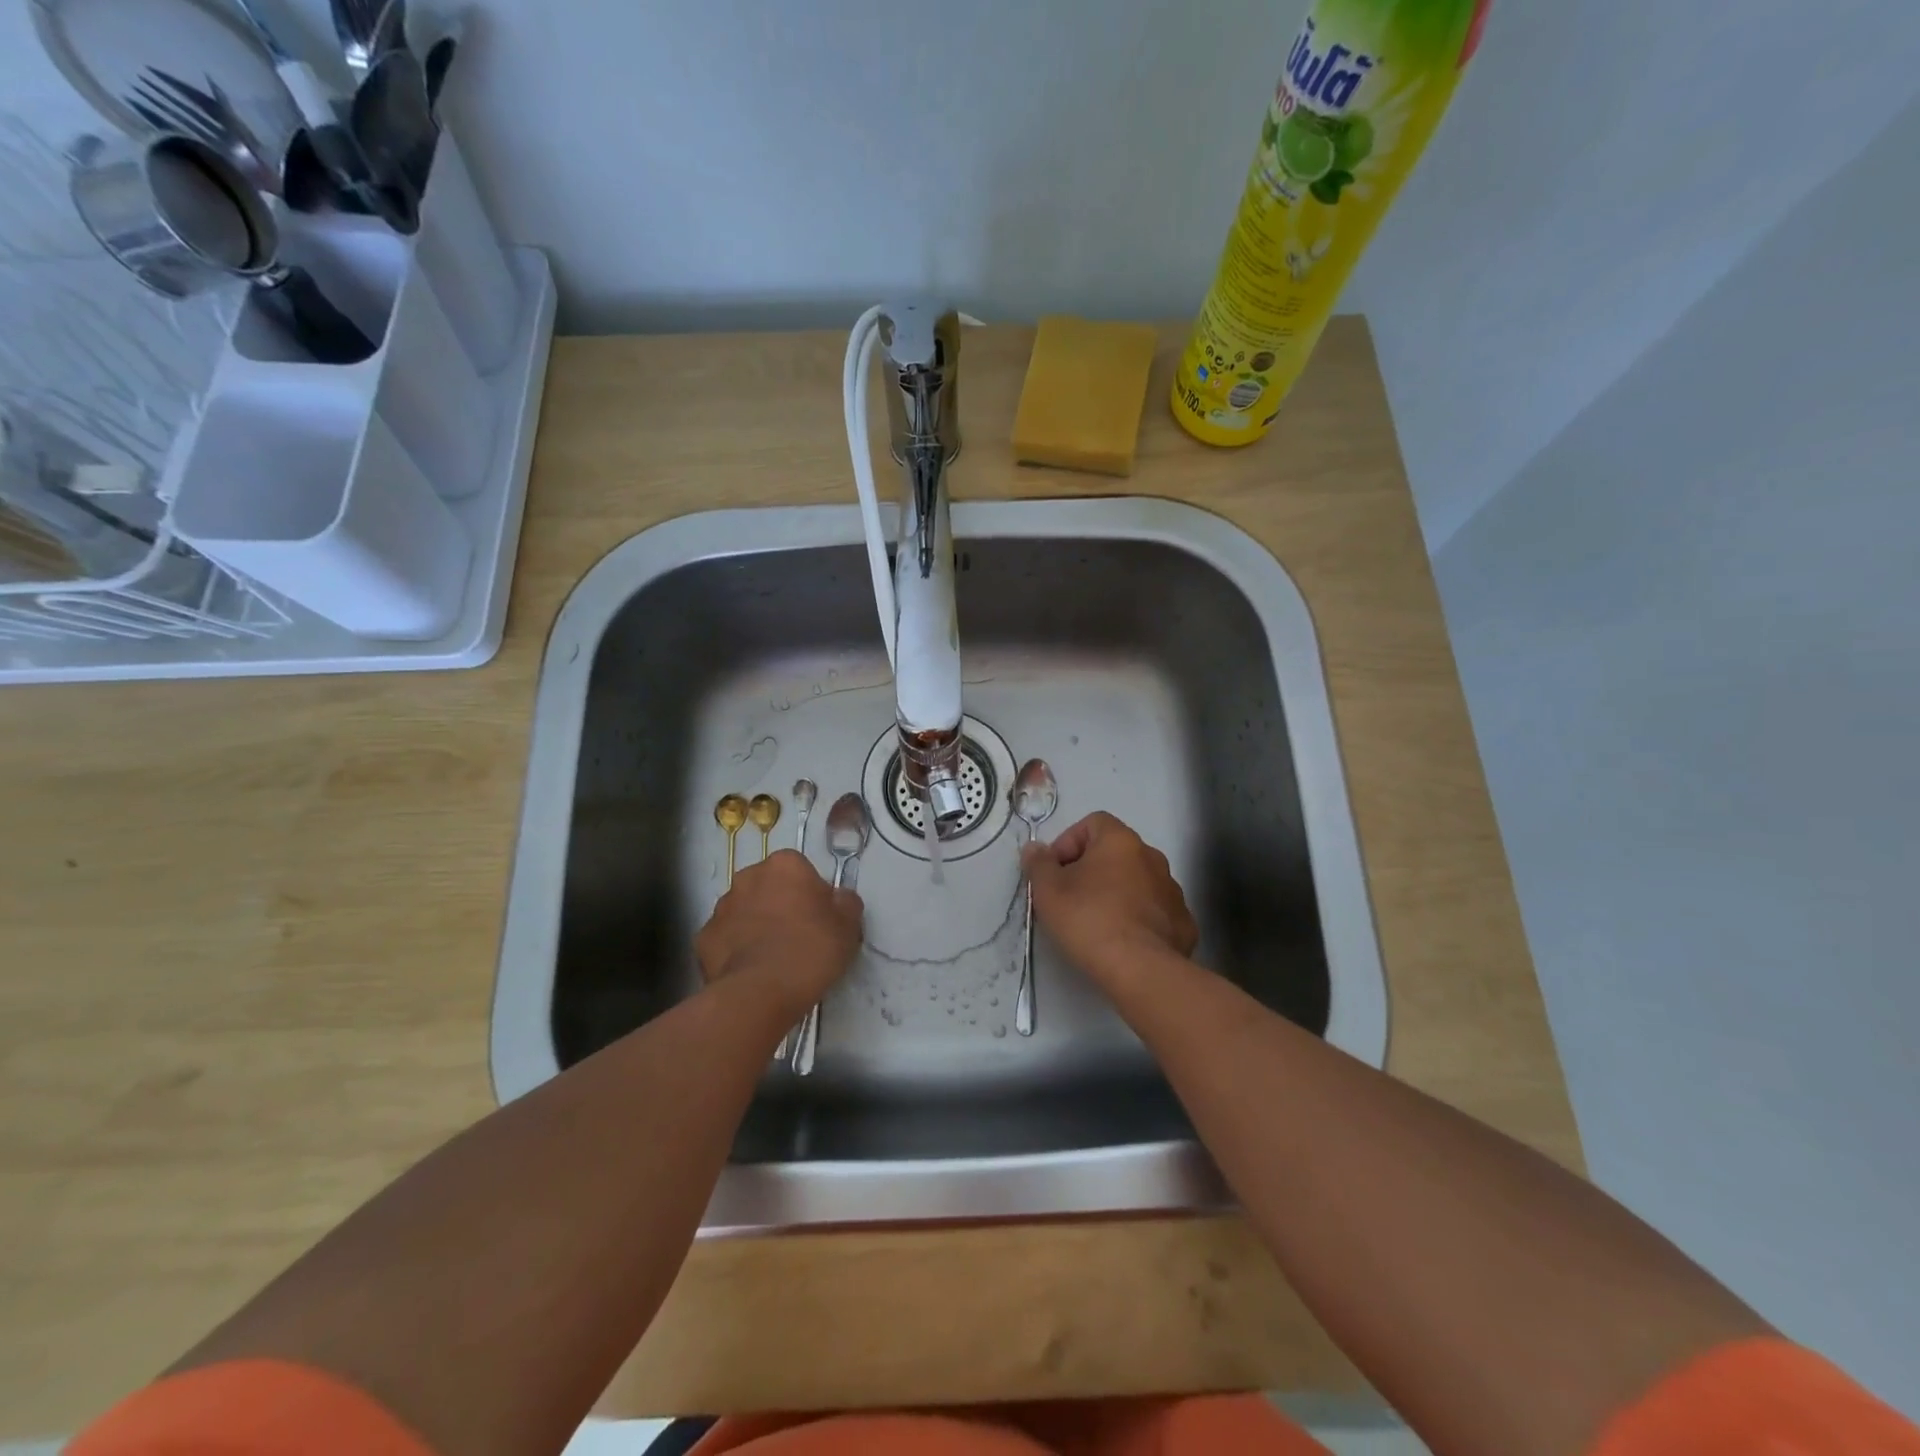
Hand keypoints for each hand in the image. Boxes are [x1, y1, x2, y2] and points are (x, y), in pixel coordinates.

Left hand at [696, 850, 862, 1019]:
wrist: (761, 992)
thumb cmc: (811, 950)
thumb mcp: (849, 925)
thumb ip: (845, 902)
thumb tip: (837, 899)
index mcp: (785, 865)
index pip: (801, 871)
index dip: (812, 895)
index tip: (820, 919)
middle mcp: (748, 877)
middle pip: (769, 887)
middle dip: (780, 905)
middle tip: (798, 937)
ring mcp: (721, 907)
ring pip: (745, 911)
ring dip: (756, 925)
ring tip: (773, 958)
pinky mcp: (703, 938)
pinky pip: (726, 938)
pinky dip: (736, 949)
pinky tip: (751, 970)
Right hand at [1022, 812, 1198, 989]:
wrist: (1140, 969)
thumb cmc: (1088, 920)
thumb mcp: (1047, 890)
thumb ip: (1038, 863)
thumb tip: (1035, 849)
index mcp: (1121, 841)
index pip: (1092, 823)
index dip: (1068, 843)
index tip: (1055, 872)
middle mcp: (1152, 857)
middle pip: (1115, 853)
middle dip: (1091, 870)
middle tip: (1071, 898)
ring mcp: (1172, 890)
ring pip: (1137, 882)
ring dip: (1117, 893)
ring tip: (1097, 923)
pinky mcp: (1183, 923)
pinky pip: (1154, 911)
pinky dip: (1138, 919)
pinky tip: (1124, 941)